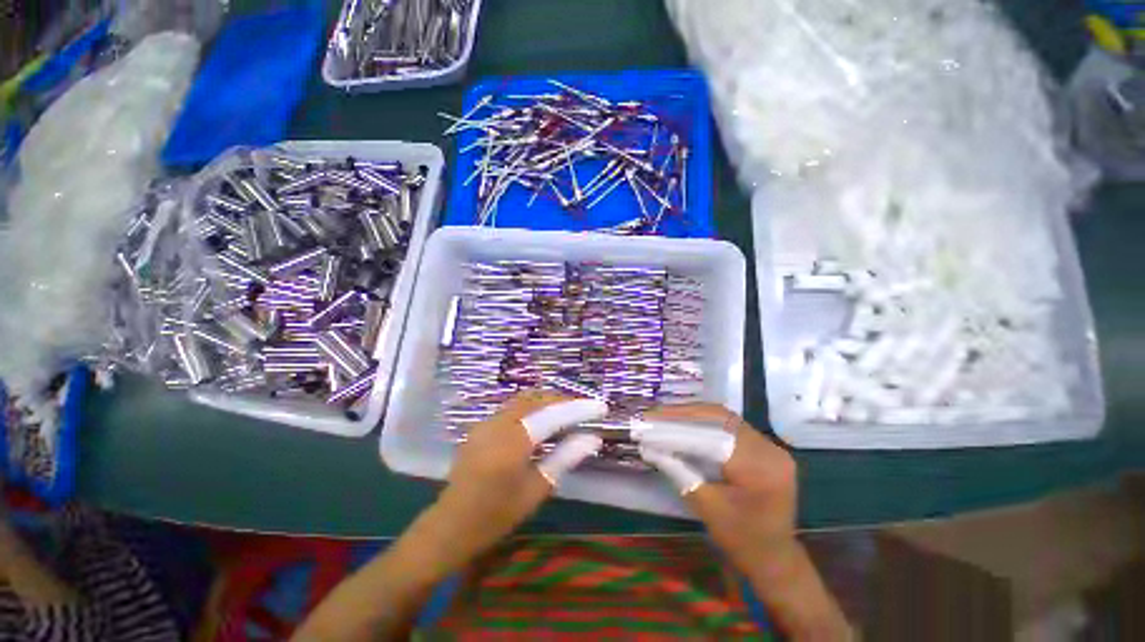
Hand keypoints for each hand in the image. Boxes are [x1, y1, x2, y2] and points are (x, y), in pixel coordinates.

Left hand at [428, 390, 608, 568]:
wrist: (450, 525)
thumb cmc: (497, 515)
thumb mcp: (536, 489)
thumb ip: (565, 457)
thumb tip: (593, 438)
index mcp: (513, 441)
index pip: (553, 414)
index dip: (579, 408)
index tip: (600, 407)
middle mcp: (499, 423)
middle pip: (537, 398)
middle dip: (563, 400)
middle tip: (584, 409)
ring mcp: (487, 422)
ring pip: (524, 400)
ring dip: (547, 401)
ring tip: (567, 412)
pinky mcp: (481, 426)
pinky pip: (512, 408)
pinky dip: (532, 408)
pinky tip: (542, 420)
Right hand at [634, 404, 849, 639]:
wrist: (775, 558)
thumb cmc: (741, 539)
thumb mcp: (705, 506)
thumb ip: (679, 472)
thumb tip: (649, 446)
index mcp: (757, 468)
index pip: (711, 434)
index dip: (677, 424)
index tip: (650, 419)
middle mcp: (769, 449)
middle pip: (720, 418)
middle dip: (684, 413)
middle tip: (655, 413)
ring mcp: (770, 446)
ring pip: (725, 417)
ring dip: (693, 414)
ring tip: (666, 414)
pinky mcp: (765, 447)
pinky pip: (731, 425)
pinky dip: (705, 421)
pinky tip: (686, 422)